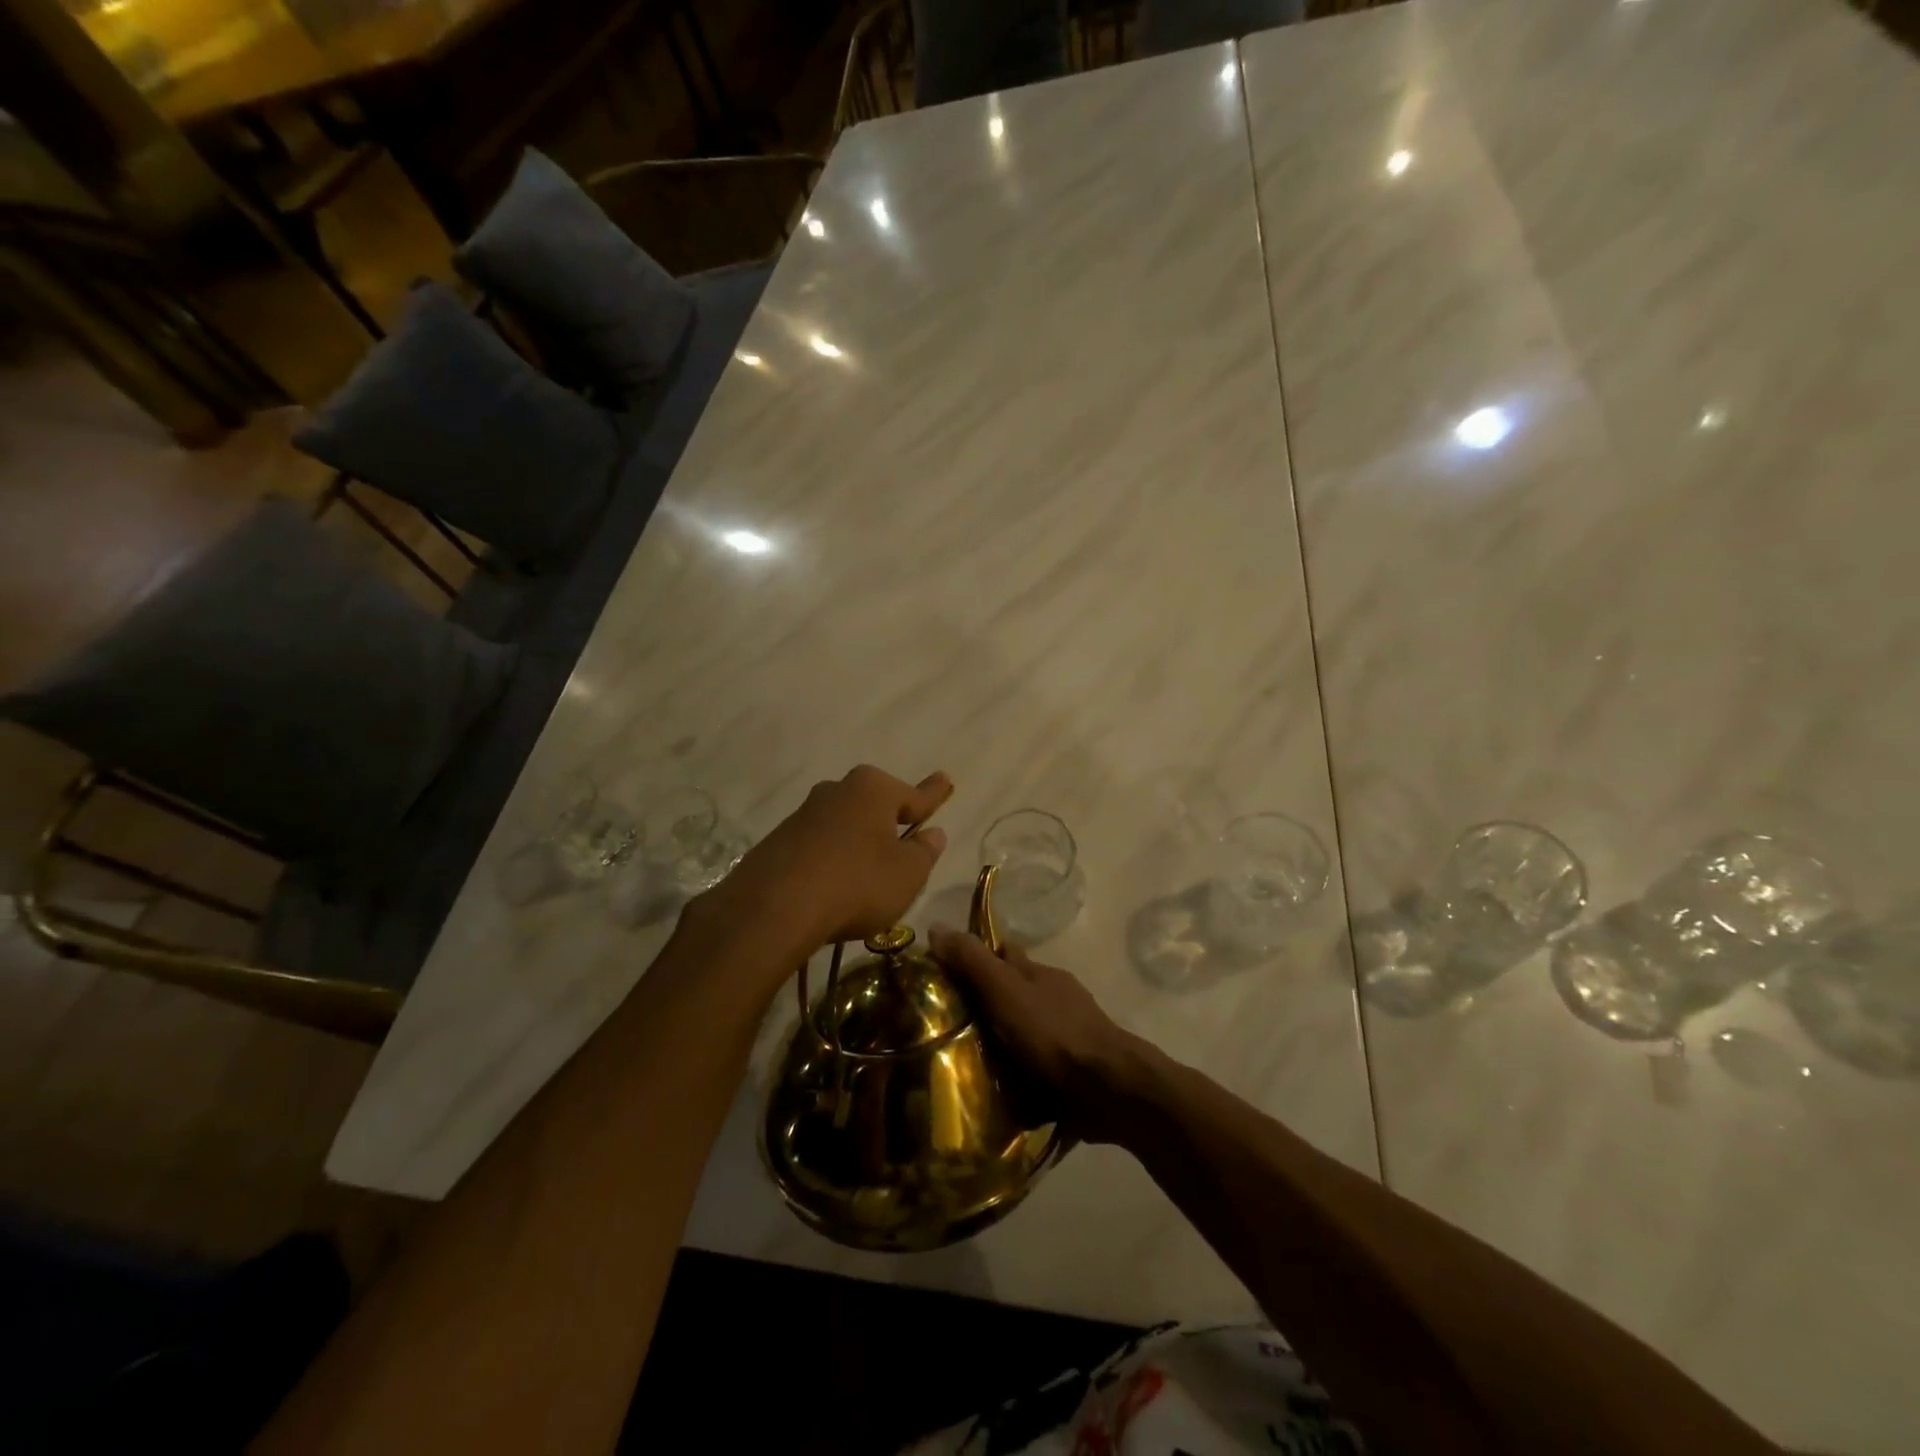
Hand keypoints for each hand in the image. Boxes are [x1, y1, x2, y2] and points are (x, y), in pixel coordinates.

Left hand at [698, 765, 952, 961]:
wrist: (775, 907)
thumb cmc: (858, 883)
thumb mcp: (908, 873)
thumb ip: (924, 851)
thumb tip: (932, 834)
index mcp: (873, 789)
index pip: (914, 794)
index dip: (933, 795)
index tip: (946, 779)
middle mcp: (836, 791)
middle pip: (874, 806)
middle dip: (889, 821)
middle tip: (905, 837)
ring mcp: (803, 815)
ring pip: (844, 827)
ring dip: (857, 845)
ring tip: (868, 877)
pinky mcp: (778, 843)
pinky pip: (818, 849)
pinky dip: (831, 863)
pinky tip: (833, 889)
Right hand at [928, 929, 1147, 1143]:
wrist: (1109, 1089)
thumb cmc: (1053, 1033)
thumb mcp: (1005, 991)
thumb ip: (973, 962)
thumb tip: (936, 926)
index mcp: (1040, 974)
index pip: (1005, 954)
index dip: (978, 957)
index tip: (946, 972)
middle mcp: (1056, 998)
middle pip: (1016, 992)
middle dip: (989, 1003)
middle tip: (947, 1025)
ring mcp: (1069, 1035)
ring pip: (1029, 1030)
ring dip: (1005, 1041)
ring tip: (966, 1065)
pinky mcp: (1075, 1072)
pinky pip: (1040, 1067)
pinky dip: (1022, 1073)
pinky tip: (1000, 1092)